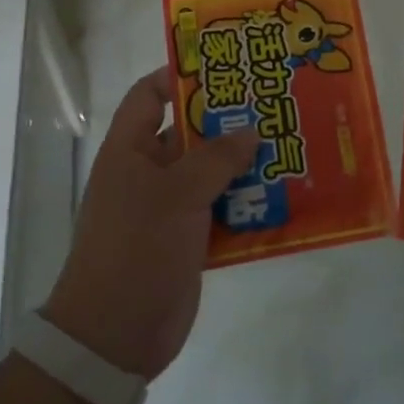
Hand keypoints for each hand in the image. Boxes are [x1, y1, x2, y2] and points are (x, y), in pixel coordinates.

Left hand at [42, 68, 259, 379]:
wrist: (115, 336)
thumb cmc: (136, 248)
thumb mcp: (176, 194)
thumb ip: (216, 157)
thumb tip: (250, 130)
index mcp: (130, 151)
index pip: (148, 96)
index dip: (178, 75)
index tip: (223, 67)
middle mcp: (148, 173)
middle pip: (189, 132)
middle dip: (227, 120)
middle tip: (272, 102)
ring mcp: (170, 207)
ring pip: (211, 172)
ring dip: (244, 162)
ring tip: (288, 141)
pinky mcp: (189, 239)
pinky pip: (222, 209)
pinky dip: (247, 201)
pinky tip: (283, 193)